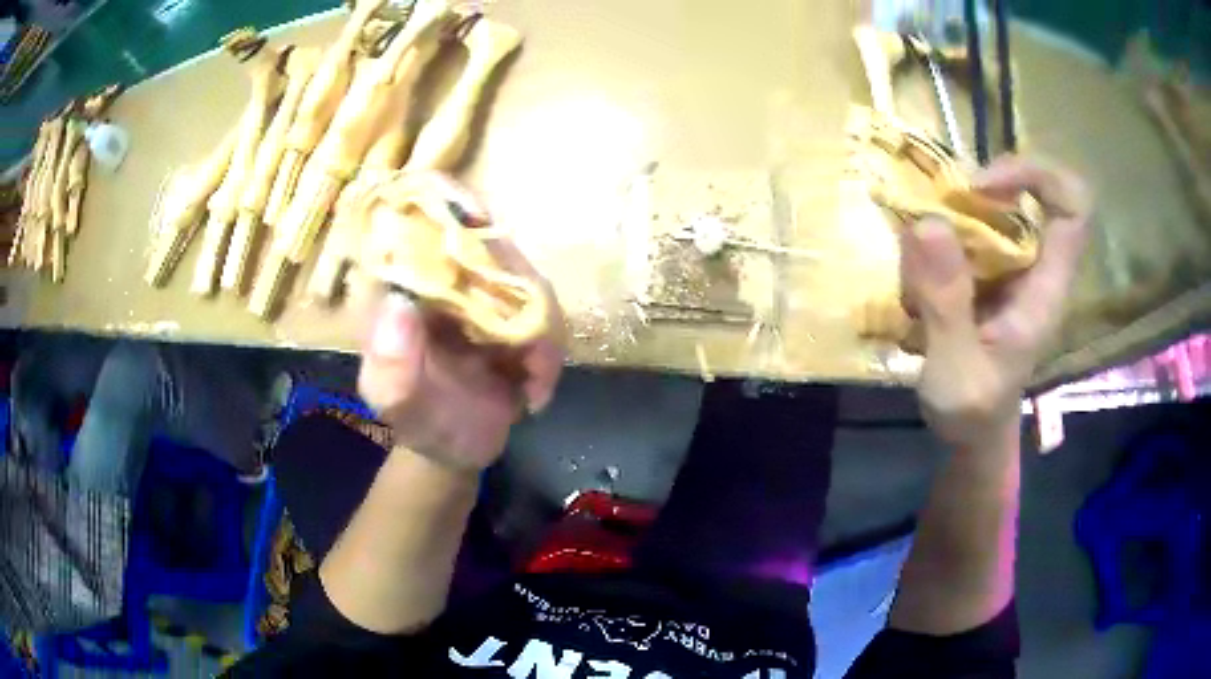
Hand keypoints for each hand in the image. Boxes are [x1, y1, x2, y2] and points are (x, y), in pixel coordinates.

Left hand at [355, 239, 564, 472]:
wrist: (459, 448)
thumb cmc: (420, 422)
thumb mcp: (395, 403)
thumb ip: (391, 366)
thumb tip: (400, 304)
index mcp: (399, 284)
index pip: (416, 220)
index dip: (446, 200)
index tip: (477, 220)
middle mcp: (440, 276)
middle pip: (485, 239)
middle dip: (516, 284)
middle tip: (527, 343)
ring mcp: (481, 291)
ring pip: (525, 277)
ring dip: (540, 328)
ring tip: (533, 379)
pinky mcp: (513, 311)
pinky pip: (546, 311)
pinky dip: (549, 349)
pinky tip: (536, 388)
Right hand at [902, 156, 1090, 446]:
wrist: (972, 433)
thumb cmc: (973, 413)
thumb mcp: (956, 372)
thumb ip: (946, 306)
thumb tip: (928, 222)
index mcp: (1046, 291)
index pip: (1073, 209)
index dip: (1037, 176)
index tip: (983, 186)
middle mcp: (1037, 268)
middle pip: (1032, 193)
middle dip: (981, 191)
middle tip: (937, 216)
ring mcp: (1014, 268)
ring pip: (995, 207)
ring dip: (952, 218)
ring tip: (920, 272)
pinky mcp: (991, 273)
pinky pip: (971, 228)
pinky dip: (941, 235)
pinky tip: (919, 277)